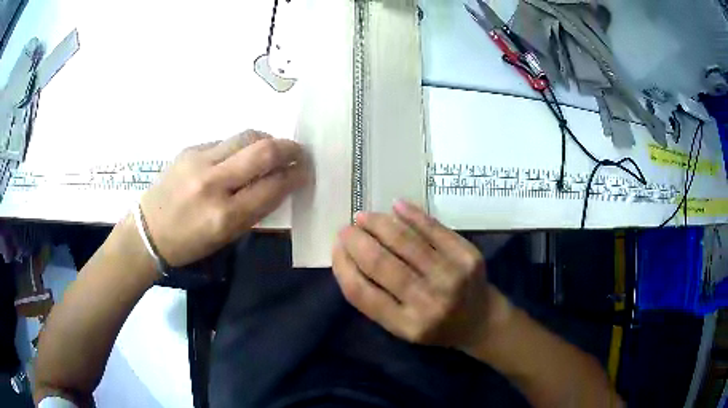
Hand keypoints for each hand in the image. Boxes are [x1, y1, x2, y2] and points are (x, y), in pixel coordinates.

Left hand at [140, 130, 308, 266]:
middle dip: (290, 149)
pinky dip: (242, 146)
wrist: (149, 231)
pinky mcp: (190, 149)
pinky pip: (226, 141)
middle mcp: (213, 183)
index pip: (273, 186)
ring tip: (273, 149)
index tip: (305, 172)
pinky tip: (241, 155)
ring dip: (268, 140)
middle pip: (263, 151)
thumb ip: (256, 210)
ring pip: (246, 136)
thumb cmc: (190, 243)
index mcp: (225, 216)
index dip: (296, 176)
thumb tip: (280, 184)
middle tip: (299, 153)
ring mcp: (199, 161)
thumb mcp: (227, 237)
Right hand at [332, 200, 494, 348]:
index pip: (362, 292)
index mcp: (407, 326)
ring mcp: (452, 276)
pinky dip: (412, 214)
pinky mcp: (468, 256)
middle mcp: (429, 302)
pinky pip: (434, 228)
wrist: (481, 321)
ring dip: (378, 223)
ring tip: (364, 217)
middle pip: (381, 263)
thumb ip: (374, 299)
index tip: (336, 248)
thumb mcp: (401, 327)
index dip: (343, 265)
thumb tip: (348, 256)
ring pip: (405, 241)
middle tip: (347, 229)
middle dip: (356, 240)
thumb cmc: (435, 326)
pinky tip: (396, 206)